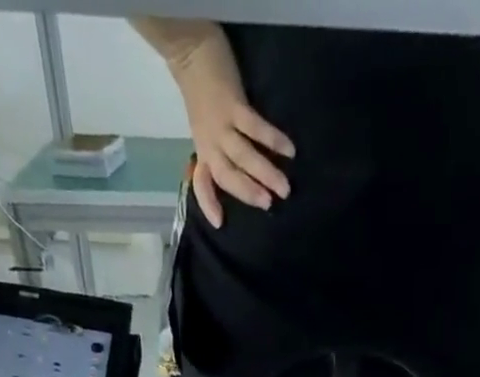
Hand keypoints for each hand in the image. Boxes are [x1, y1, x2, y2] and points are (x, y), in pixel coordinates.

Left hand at [166, 29, 292, 226]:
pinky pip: (254, 127)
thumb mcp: (205, 127)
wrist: (190, 50)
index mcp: (203, 151)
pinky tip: (289, 150)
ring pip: (243, 156)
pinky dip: (272, 139)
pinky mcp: (233, 104)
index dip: (209, 203)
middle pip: (228, 176)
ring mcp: (221, 125)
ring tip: (284, 187)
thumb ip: (220, 149)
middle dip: (248, 193)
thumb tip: (247, 171)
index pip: (202, 183)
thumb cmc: (202, 93)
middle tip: (270, 204)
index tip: (220, 223)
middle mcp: (210, 144)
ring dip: (264, 173)